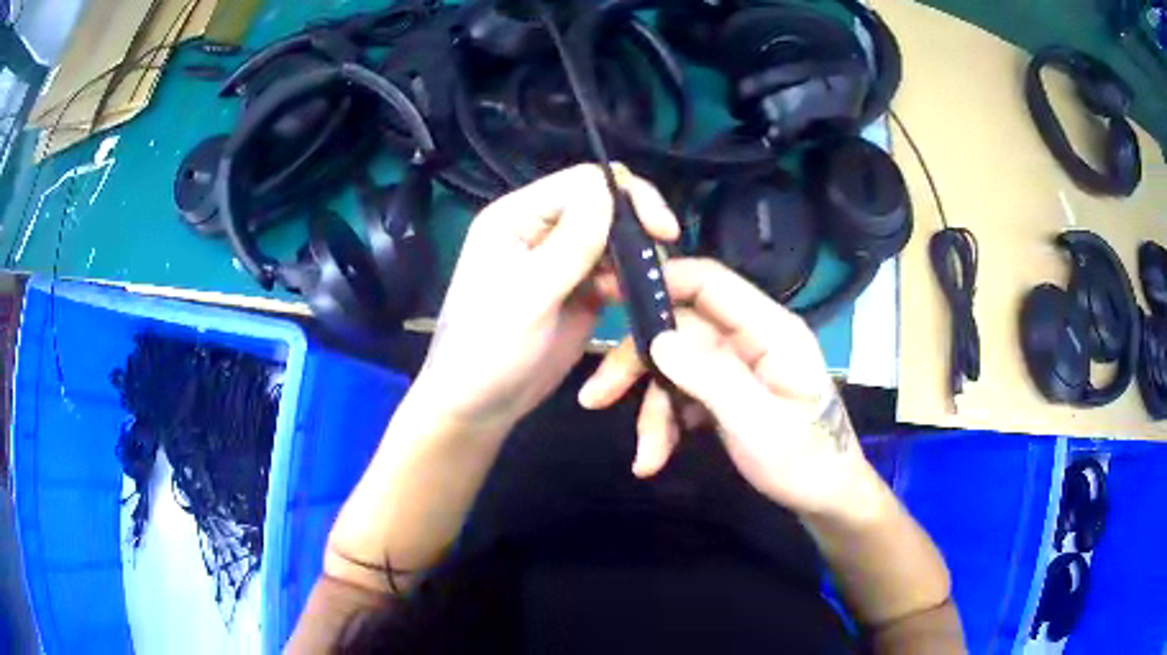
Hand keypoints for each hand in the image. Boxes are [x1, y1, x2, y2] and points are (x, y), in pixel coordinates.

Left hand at [409, 164, 678, 435]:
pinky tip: (634, 297)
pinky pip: (615, 269)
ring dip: (636, 254)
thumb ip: (571, 243)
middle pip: (603, 204)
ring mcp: (561, 259)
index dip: (628, 198)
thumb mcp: (528, 296)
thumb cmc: (488, 350)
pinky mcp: (579, 288)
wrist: (478, 406)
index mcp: (518, 215)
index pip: (583, 183)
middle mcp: (540, 228)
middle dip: (636, 226)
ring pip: (614, 236)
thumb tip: (611, 188)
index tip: (663, 231)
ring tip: (648, 284)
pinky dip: (631, 278)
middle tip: (661, 259)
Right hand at [582, 258, 879, 516]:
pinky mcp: (727, 392)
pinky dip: (665, 423)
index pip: (709, 282)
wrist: (824, 498)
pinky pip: (684, 393)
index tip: (609, 296)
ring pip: (676, 366)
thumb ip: (710, 378)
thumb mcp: (758, 424)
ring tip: (645, 458)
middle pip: (680, 329)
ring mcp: (737, 366)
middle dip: (639, 365)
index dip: (660, 280)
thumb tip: (657, 339)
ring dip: (651, 409)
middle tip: (595, 398)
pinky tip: (657, 457)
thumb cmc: (804, 461)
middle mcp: (750, 339)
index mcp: (770, 330)